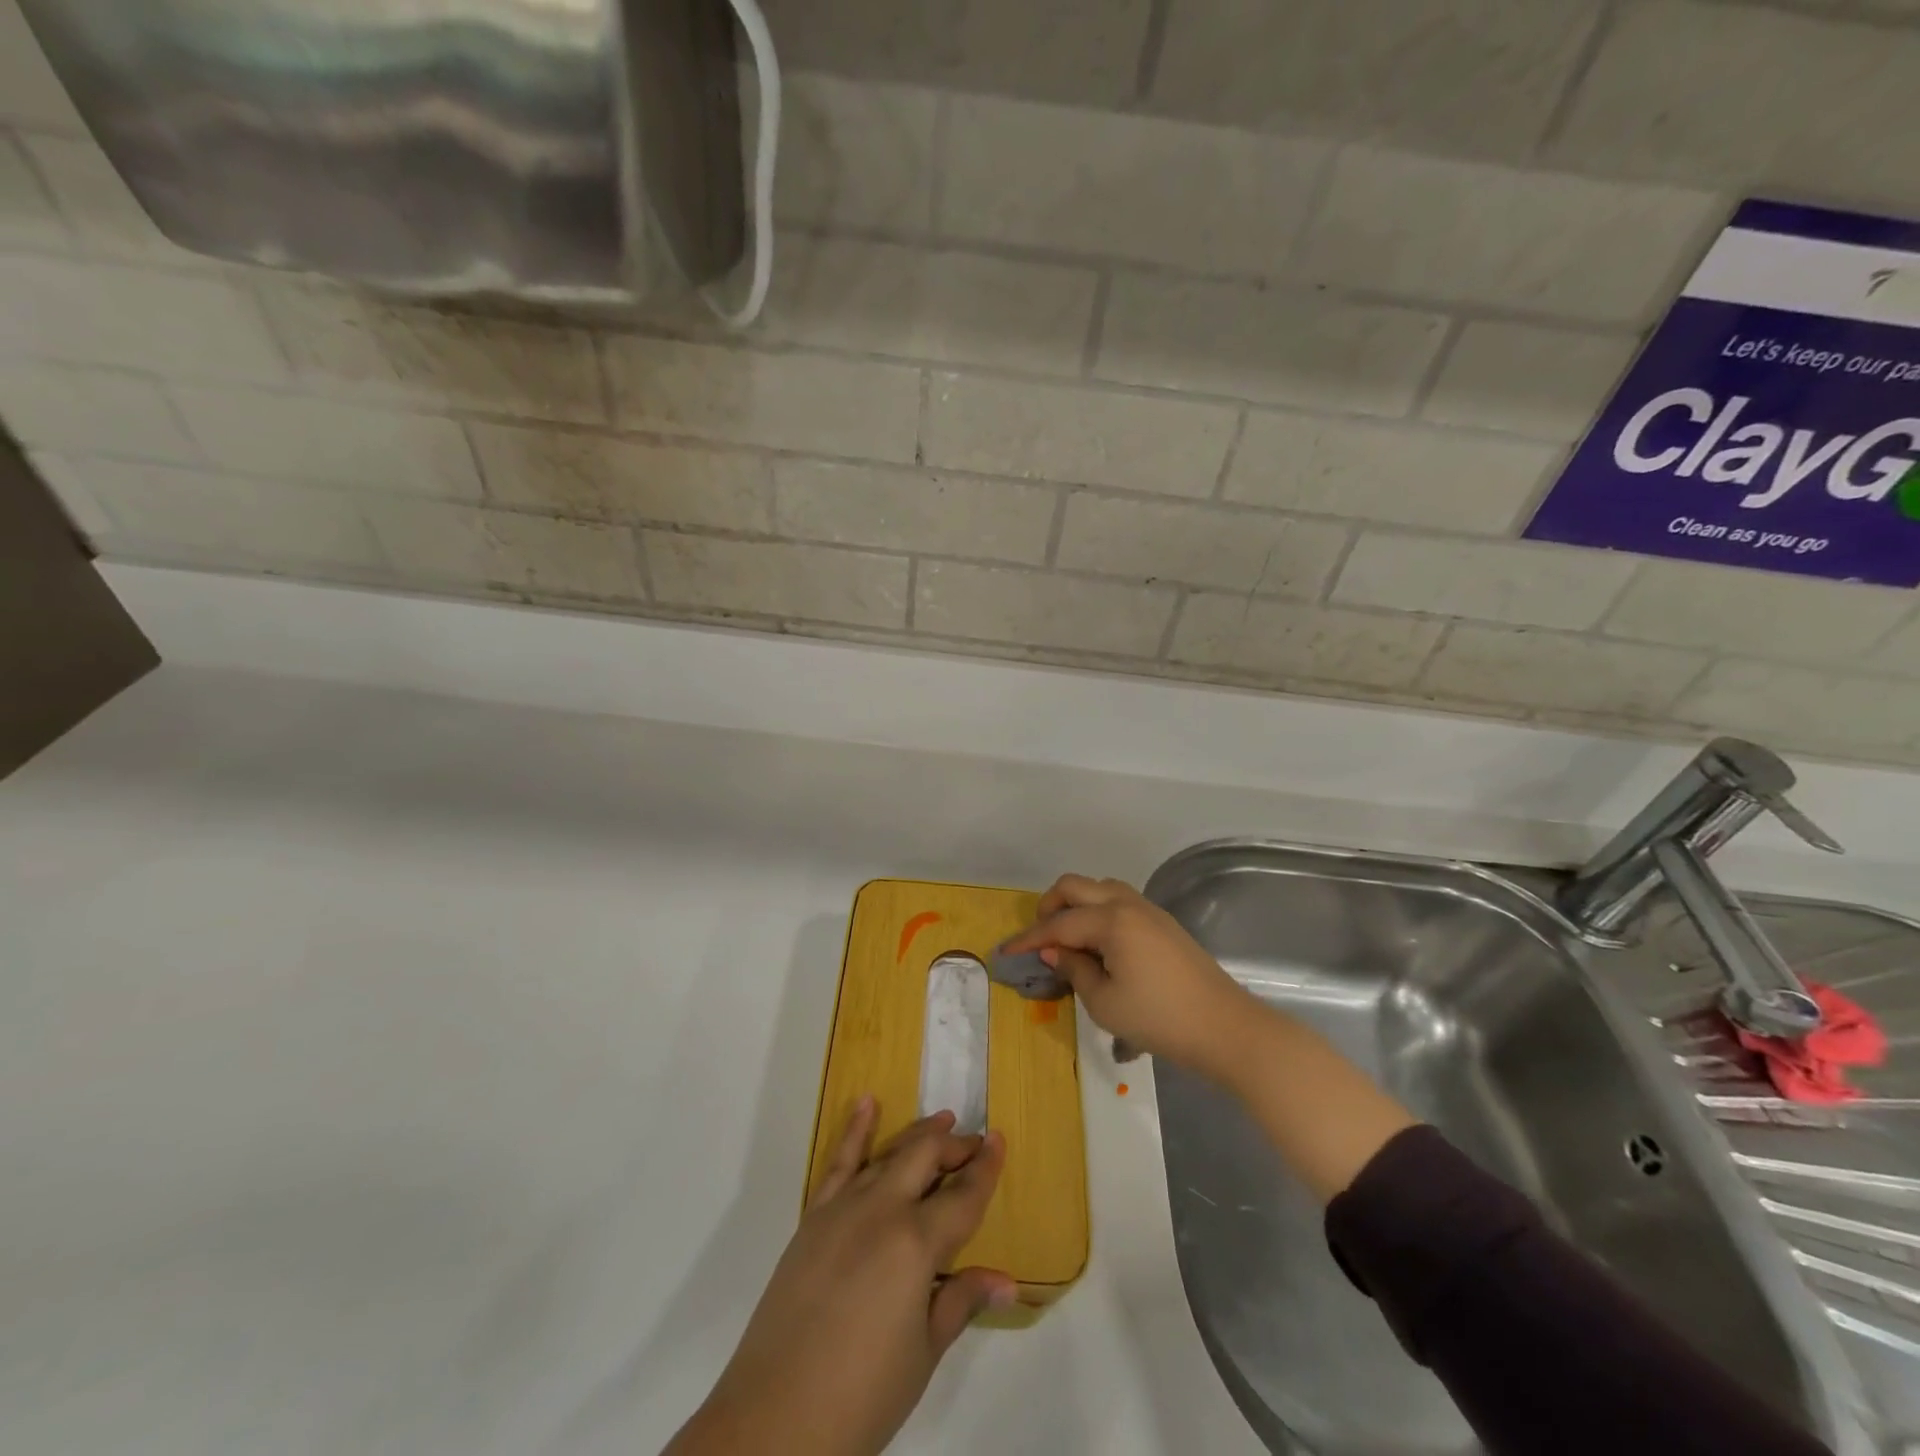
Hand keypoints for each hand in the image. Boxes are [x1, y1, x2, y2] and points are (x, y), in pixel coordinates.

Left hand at [666, 1099, 1014, 1455]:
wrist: (776, 1418)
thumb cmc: (863, 1395)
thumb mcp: (923, 1353)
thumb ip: (961, 1301)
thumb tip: (1008, 1281)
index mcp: (916, 1244)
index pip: (962, 1196)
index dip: (985, 1168)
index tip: (1000, 1141)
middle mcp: (882, 1210)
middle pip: (926, 1159)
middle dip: (954, 1147)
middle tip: (974, 1143)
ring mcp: (843, 1208)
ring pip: (888, 1155)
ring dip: (917, 1136)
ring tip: (940, 1121)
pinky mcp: (813, 1218)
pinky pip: (839, 1163)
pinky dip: (855, 1129)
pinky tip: (867, 1104)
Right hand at [1001, 874, 1253, 1078]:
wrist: (1224, 1027)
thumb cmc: (1158, 1019)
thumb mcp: (1104, 1003)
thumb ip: (1074, 969)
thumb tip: (1053, 951)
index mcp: (1111, 921)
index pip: (1058, 924)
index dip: (1029, 939)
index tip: (1004, 952)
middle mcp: (1127, 904)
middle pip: (1075, 886)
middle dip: (1049, 907)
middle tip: (1039, 939)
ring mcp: (1149, 911)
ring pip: (1099, 889)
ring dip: (1076, 904)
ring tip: (1066, 938)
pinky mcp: (1162, 923)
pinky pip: (1119, 901)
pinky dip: (1097, 911)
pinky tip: (1097, 942)